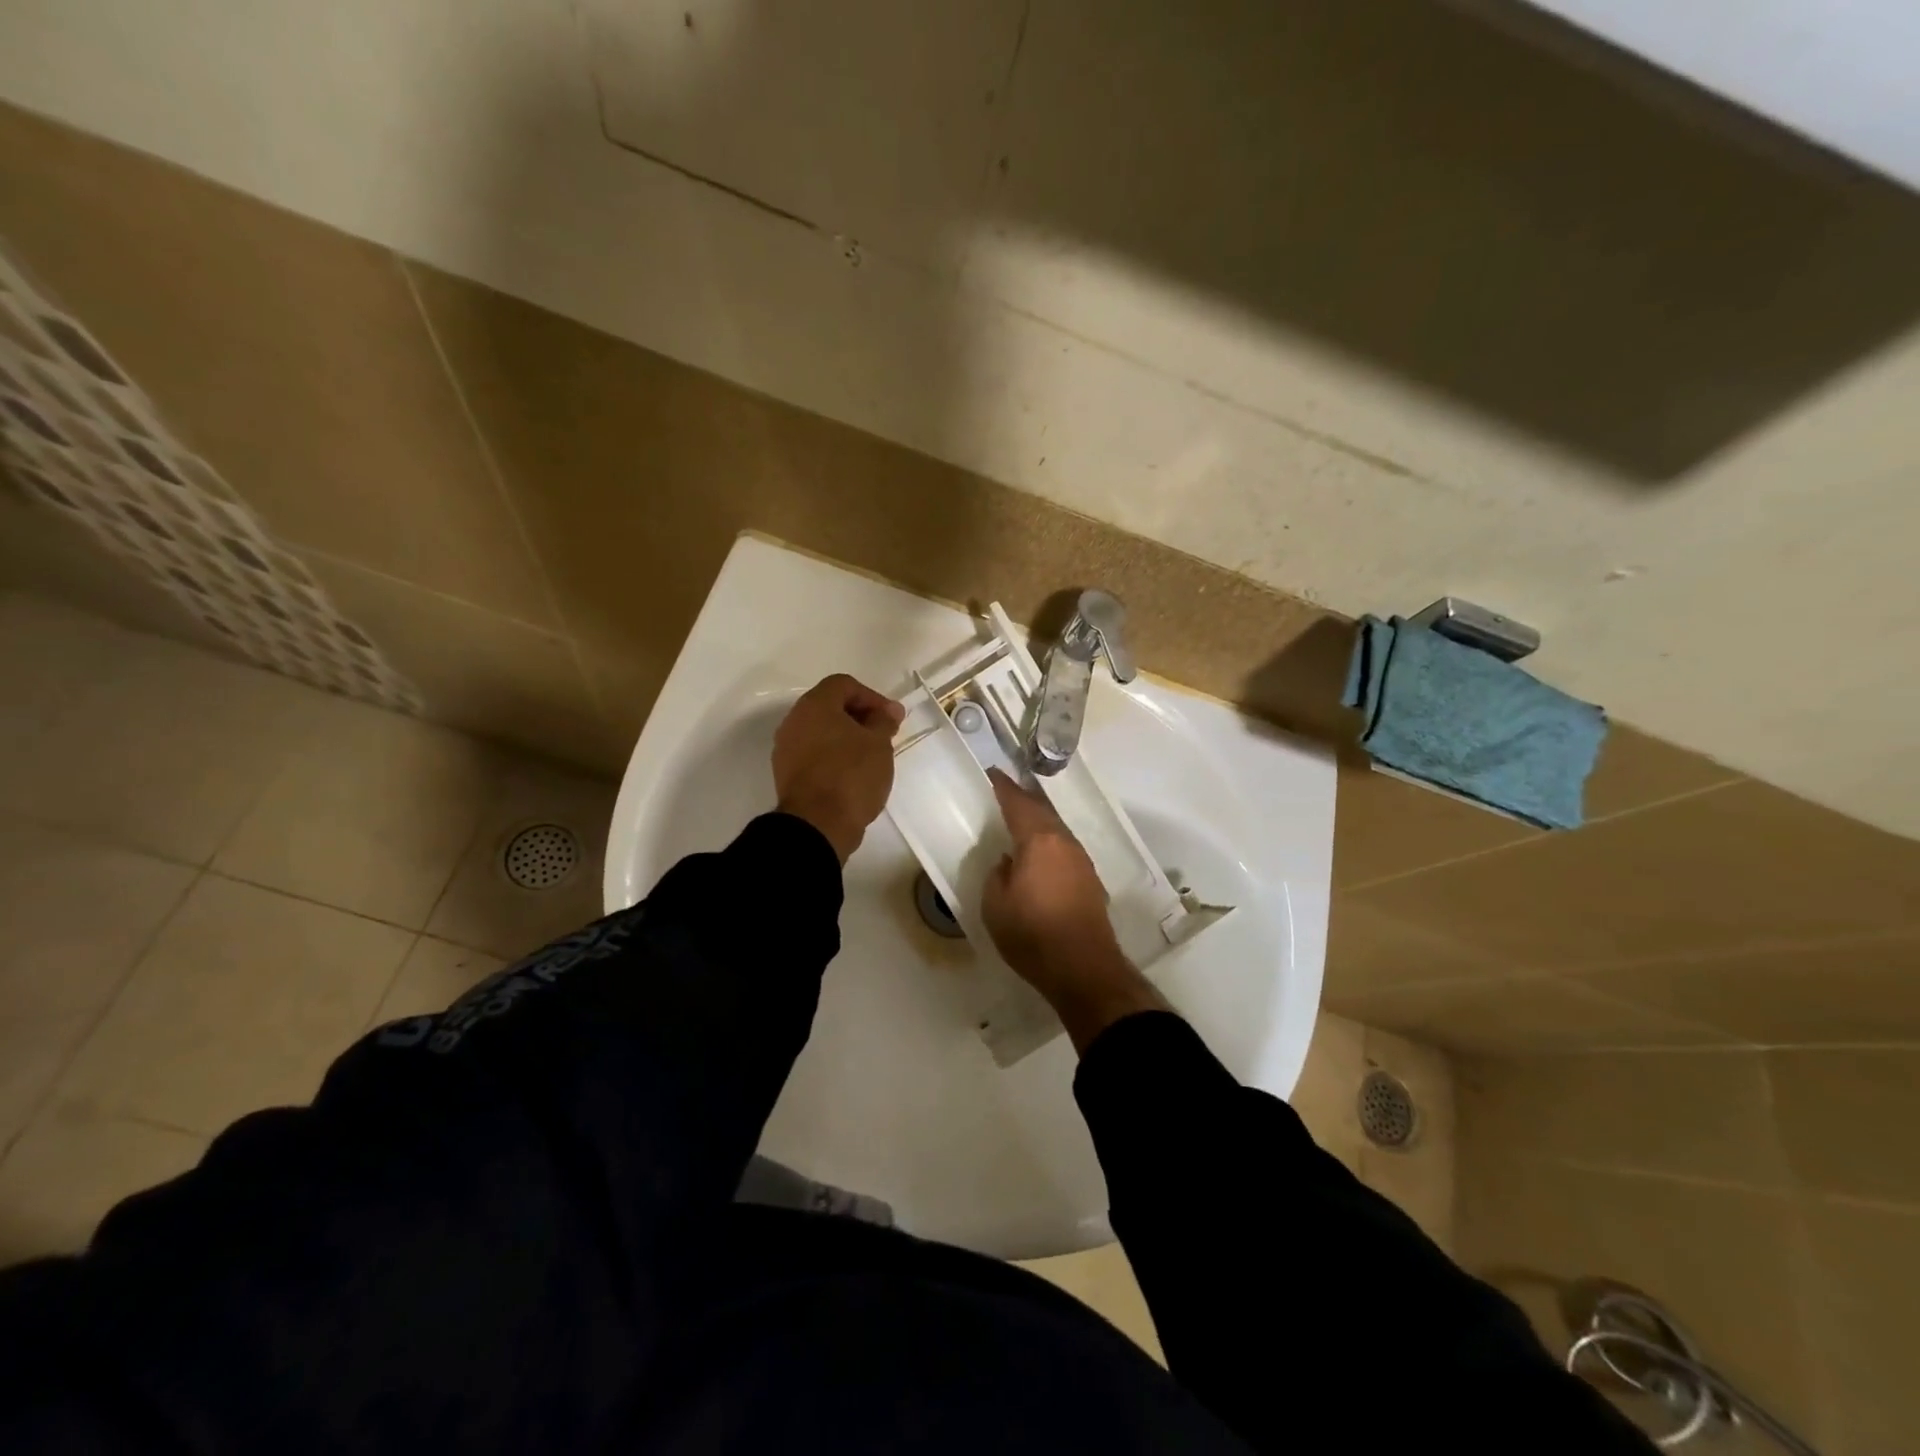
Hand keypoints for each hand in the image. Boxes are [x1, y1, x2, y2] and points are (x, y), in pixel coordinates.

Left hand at [773, 674, 904, 862]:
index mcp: (814, 705)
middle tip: (884, 734)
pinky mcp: (786, 773)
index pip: (844, 685)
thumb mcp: (879, 744)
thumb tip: (888, 711)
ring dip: (846, 737)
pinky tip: (853, 773)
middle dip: (860, 717)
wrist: (818, 824)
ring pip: (821, 731)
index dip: (872, 697)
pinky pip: (813, 753)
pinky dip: (833, 755)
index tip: (892, 718)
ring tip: (871, 755)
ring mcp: (786, 748)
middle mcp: (794, 721)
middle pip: (830, 706)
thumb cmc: (851, 775)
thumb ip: (884, 720)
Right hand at [982, 769, 1167, 1050]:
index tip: (993, 773)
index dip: (1004, 787)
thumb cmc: (1032, 934)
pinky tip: (1041, 854)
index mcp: (1039, 841)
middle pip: (1042, 812)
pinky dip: (1049, 843)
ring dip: (1039, 822)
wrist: (1083, 968)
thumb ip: (998, 875)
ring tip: (1022, 821)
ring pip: (1057, 830)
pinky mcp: (1090, 881)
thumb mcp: (995, 905)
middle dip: (1024, 800)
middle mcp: (1064, 843)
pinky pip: (1065, 849)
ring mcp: (1081, 861)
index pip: (1018, 804)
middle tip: (1006, 793)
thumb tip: (1008, 862)